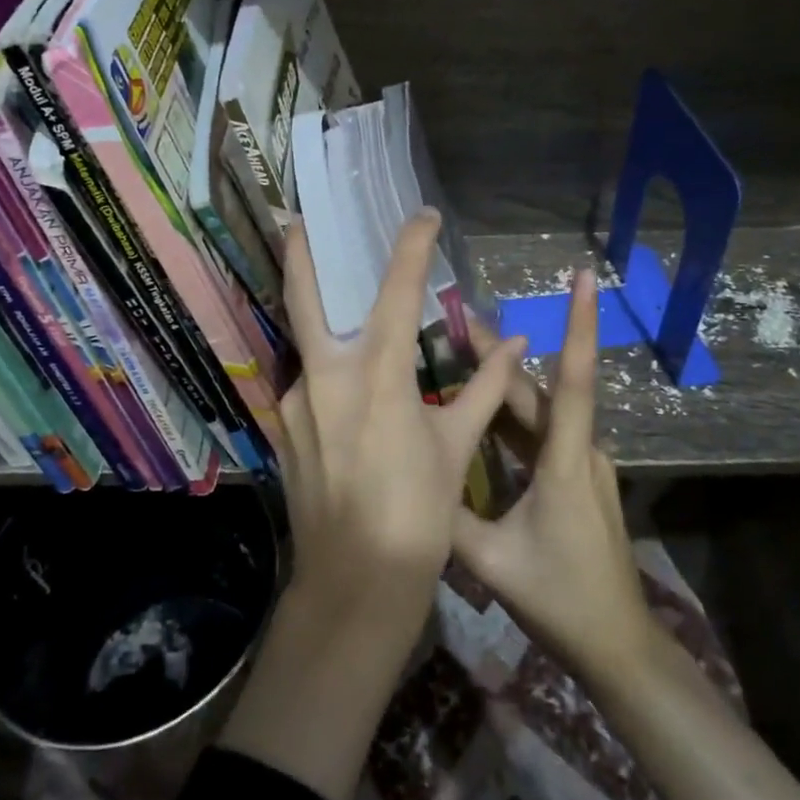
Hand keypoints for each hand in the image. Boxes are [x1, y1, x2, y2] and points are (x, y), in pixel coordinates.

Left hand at [276, 210, 526, 623]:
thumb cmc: (416, 514)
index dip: (411, 246)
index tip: (424, 215)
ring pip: (306, 345)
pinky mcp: (282, 429)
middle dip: (300, 255)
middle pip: (303, 299)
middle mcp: (325, 376)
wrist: (355, 584)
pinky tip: (345, 394)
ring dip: (321, 324)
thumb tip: (517, 346)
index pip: (395, 290)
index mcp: (377, 374)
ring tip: (343, 315)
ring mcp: (294, 403)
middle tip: (297, 220)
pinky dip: (326, 375)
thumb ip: (484, 390)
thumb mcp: (454, 447)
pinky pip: (306, 386)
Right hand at [451, 267, 655, 685]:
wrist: (618, 646)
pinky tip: (481, 408)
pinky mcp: (576, 480)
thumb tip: (409, 476)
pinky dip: (510, 414)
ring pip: (539, 410)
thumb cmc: (560, 599)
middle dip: (501, 351)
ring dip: (503, 380)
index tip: (589, 279)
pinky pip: (541, 434)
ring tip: (461, 350)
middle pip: (540, 389)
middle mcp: (579, 451)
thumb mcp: (491, 561)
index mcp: (565, 461)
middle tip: (457, 318)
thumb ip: (448, 517)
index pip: (574, 380)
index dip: (581, 326)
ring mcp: (581, 465)